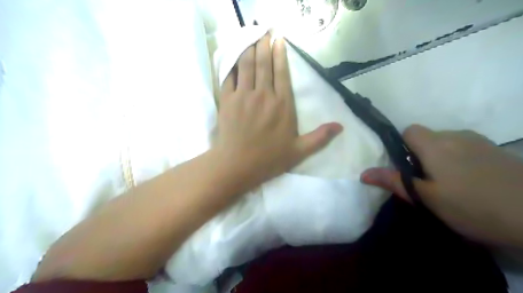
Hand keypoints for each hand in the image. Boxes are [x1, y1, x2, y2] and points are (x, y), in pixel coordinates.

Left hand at [213, 34, 340, 188]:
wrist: (237, 165)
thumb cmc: (269, 159)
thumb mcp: (299, 151)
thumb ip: (320, 137)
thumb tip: (341, 126)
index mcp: (283, 105)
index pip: (282, 73)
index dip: (280, 54)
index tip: (279, 40)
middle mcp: (264, 95)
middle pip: (264, 64)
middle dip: (264, 45)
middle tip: (264, 32)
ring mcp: (244, 96)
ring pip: (246, 65)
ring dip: (249, 49)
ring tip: (251, 38)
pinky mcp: (227, 100)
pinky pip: (229, 76)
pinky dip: (232, 65)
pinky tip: (234, 58)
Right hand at [365, 125, 522, 247]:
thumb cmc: (471, 206)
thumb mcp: (426, 198)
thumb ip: (394, 181)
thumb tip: (363, 174)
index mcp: (435, 145)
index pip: (409, 131)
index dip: (403, 146)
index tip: (407, 167)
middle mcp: (456, 135)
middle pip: (427, 137)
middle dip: (420, 154)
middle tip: (426, 181)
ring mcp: (479, 141)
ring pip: (447, 142)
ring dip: (440, 157)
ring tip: (449, 184)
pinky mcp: (496, 150)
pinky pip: (465, 147)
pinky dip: (459, 158)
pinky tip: (471, 181)